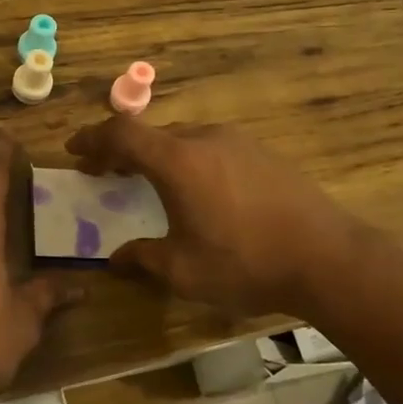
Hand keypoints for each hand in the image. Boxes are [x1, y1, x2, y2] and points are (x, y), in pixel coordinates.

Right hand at [66, 116, 358, 317]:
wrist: (328, 258)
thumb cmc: (245, 263)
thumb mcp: (183, 271)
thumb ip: (143, 258)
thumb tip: (115, 259)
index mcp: (177, 161)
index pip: (121, 133)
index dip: (92, 138)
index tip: (74, 151)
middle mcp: (204, 139)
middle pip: (151, 133)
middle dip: (121, 150)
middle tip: (105, 173)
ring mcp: (238, 142)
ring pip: (183, 138)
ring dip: (157, 155)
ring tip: (148, 182)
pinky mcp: (263, 153)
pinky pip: (211, 147)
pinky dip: (188, 159)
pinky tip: (198, 190)